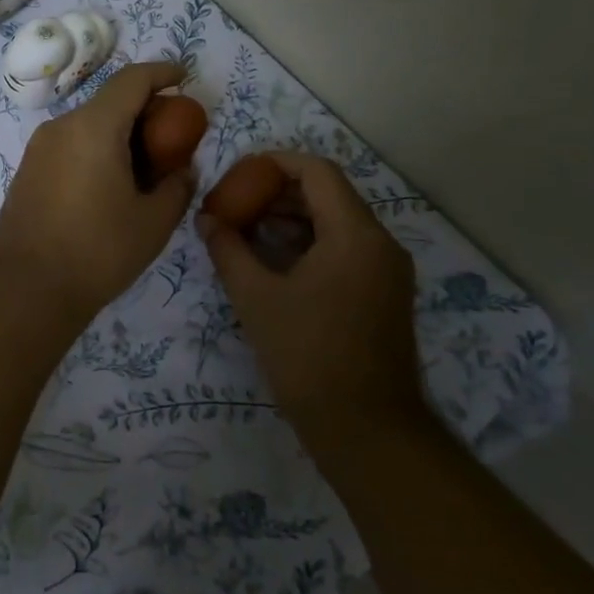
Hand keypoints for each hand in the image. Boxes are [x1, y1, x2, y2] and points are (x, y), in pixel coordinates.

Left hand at [0, 62, 196, 322]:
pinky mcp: (27, 171)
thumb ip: (177, 187)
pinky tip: (110, 185)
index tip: (184, 78)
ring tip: (144, 168)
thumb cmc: (97, 251)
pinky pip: (70, 146)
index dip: (162, 73)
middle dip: (144, 110)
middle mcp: (61, 127)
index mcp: (94, 127)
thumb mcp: (153, 222)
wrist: (26, 289)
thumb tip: (181, 170)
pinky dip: (96, 150)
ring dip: (119, 134)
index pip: (131, 80)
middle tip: (171, 138)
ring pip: (88, 125)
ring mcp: (38, 149)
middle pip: (109, 102)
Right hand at [197, 151, 423, 432]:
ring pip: (338, 223)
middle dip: (279, 193)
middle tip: (237, 204)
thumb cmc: (307, 355)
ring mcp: (387, 271)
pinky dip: (311, 244)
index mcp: (355, 234)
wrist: (366, 429)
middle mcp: (380, 243)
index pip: (317, 171)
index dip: (275, 163)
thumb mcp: (256, 298)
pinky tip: (275, 262)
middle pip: (329, 195)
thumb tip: (205, 218)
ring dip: (293, 219)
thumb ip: (228, 249)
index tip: (239, 174)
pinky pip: (347, 250)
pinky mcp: (385, 294)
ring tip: (247, 232)